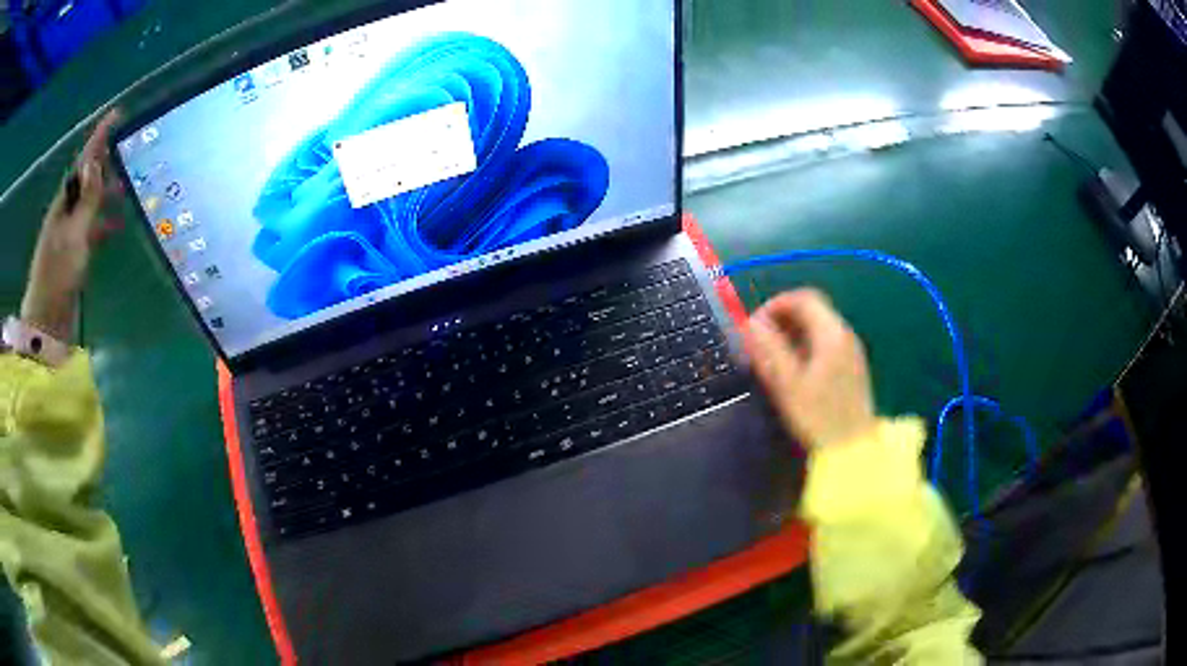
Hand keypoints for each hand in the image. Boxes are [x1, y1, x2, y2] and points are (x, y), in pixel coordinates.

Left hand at [20, 110, 123, 340]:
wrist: (47, 321)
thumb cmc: (58, 275)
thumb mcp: (74, 234)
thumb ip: (86, 199)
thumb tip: (96, 160)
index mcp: (65, 201)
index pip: (85, 160)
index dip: (100, 137)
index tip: (118, 114)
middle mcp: (68, 211)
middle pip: (89, 178)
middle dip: (108, 163)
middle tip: (131, 152)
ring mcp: (71, 233)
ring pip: (93, 203)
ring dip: (109, 194)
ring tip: (130, 189)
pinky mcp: (75, 253)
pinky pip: (93, 228)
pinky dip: (106, 224)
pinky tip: (118, 227)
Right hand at [746, 289, 876, 448]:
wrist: (853, 450)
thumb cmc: (819, 418)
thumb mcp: (788, 384)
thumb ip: (769, 350)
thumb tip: (749, 323)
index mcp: (831, 333)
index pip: (803, 298)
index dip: (775, 304)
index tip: (754, 325)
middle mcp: (845, 335)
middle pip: (812, 309)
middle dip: (782, 318)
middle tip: (759, 342)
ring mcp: (851, 351)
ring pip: (818, 327)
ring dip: (792, 333)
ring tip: (771, 358)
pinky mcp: (851, 368)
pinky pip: (825, 344)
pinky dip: (805, 346)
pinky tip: (793, 371)